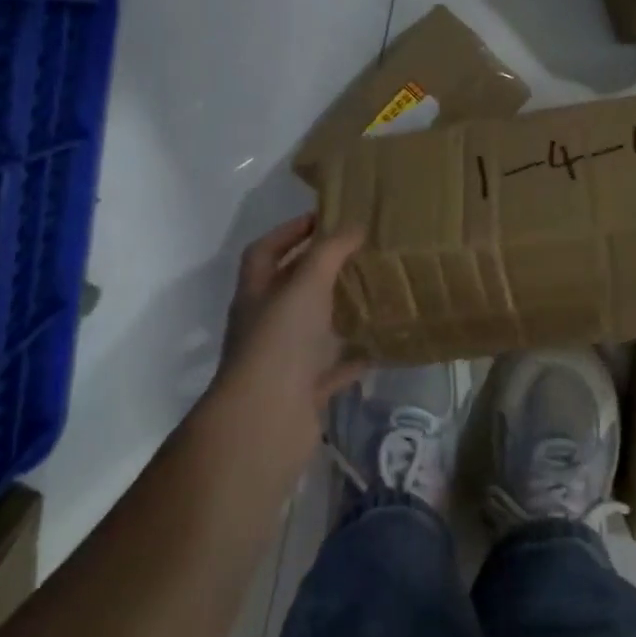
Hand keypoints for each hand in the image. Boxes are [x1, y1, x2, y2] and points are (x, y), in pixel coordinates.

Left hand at [214, 214, 366, 442]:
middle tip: (359, 253)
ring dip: (338, 313)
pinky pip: (332, 368)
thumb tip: (354, 225)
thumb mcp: (305, 284)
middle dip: (319, 270)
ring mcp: (283, 360)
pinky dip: (353, 357)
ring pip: (313, 329)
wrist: (267, 419)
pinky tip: (380, 345)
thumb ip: (330, 252)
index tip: (324, 218)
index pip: (264, 251)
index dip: (289, 232)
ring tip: (374, 293)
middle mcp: (265, 324)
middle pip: (289, 289)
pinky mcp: (304, 390)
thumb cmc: (280, 340)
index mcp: (256, 294)